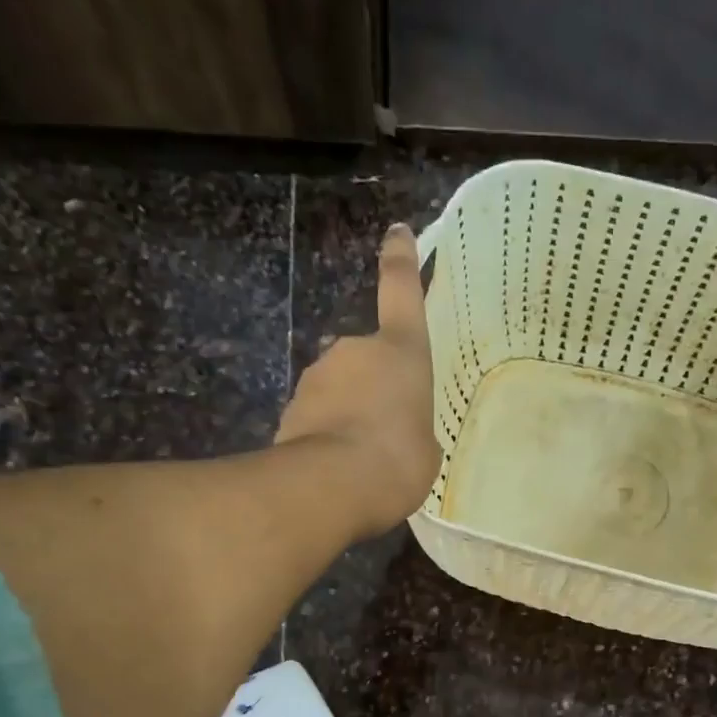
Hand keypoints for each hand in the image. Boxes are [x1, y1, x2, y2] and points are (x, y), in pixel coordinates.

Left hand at [277, 224, 441, 539]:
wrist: (332, 484)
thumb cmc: (398, 458)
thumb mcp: (426, 447)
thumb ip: (412, 426)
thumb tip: (395, 427)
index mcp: (400, 351)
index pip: (401, 292)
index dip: (402, 261)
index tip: (397, 232)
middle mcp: (354, 350)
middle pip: (367, 358)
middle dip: (374, 386)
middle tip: (388, 430)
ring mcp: (316, 376)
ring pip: (339, 389)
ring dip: (350, 413)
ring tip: (364, 457)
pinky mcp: (290, 407)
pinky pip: (318, 417)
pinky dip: (328, 435)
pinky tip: (338, 470)